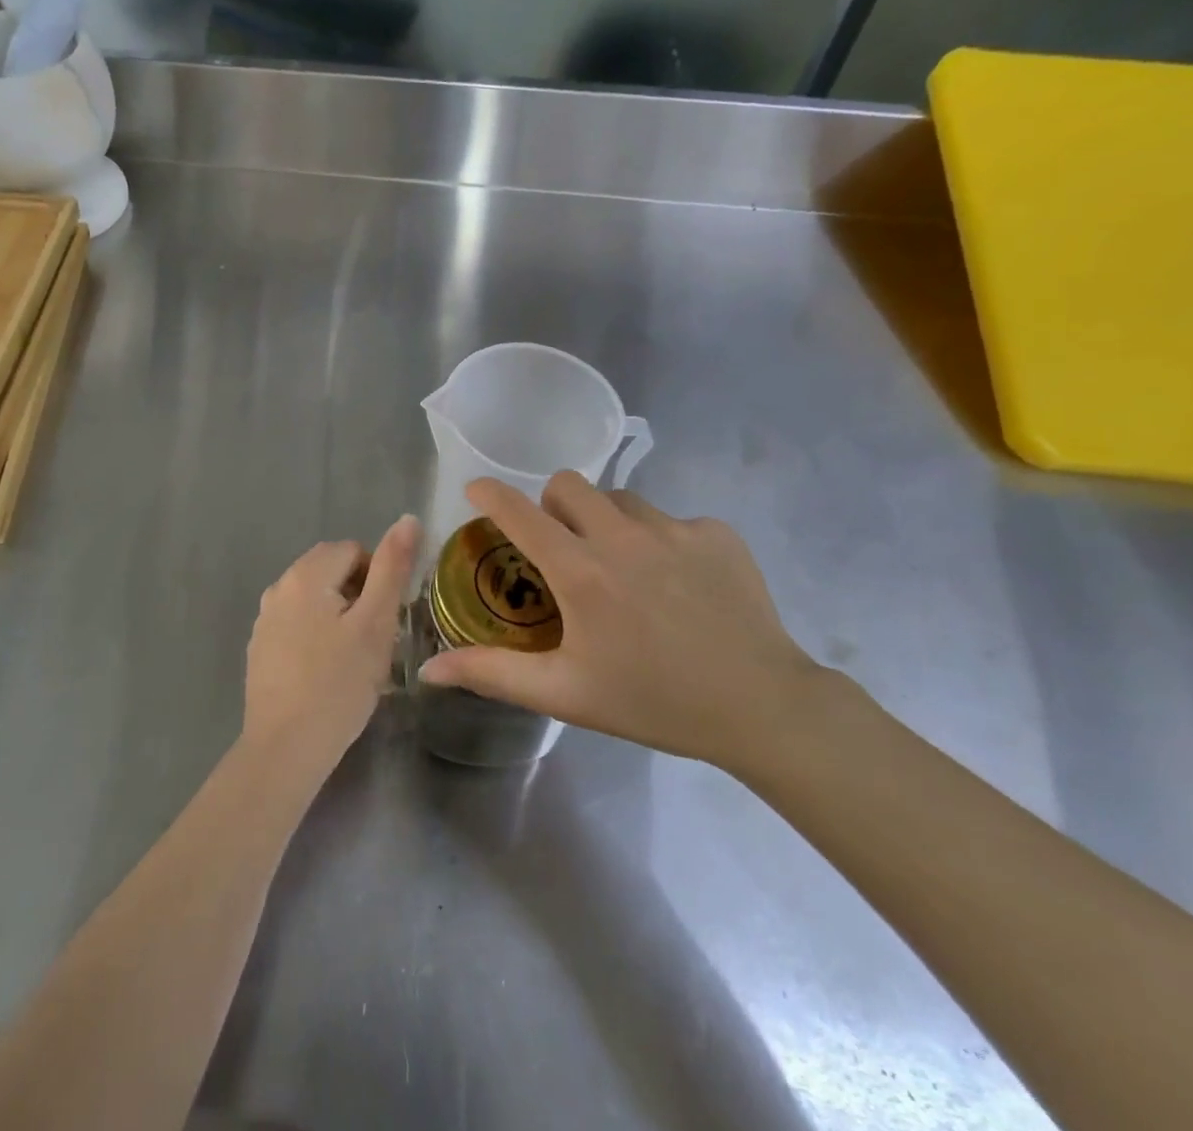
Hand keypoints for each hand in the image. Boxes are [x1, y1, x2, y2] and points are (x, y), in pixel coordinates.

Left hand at [242, 514, 421, 774]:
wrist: (285, 748)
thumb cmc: (338, 684)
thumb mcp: (376, 623)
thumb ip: (392, 567)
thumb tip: (408, 519)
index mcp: (305, 574)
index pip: (353, 550)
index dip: (377, 578)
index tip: (385, 619)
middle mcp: (278, 587)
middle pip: (330, 571)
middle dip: (358, 595)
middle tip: (374, 639)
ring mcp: (264, 619)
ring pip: (314, 599)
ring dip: (339, 616)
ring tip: (353, 659)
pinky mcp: (260, 648)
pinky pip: (297, 624)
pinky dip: (317, 636)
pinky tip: (326, 673)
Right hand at [416, 474, 823, 772]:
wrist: (762, 707)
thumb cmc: (653, 702)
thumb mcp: (566, 693)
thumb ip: (493, 674)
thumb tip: (430, 670)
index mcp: (582, 572)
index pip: (520, 513)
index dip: (491, 494)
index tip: (476, 490)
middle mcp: (623, 537)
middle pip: (568, 484)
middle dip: (553, 506)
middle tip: (562, 546)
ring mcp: (675, 529)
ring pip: (621, 499)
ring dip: (607, 522)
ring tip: (624, 568)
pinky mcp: (717, 532)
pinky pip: (672, 519)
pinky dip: (661, 541)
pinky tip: (678, 584)